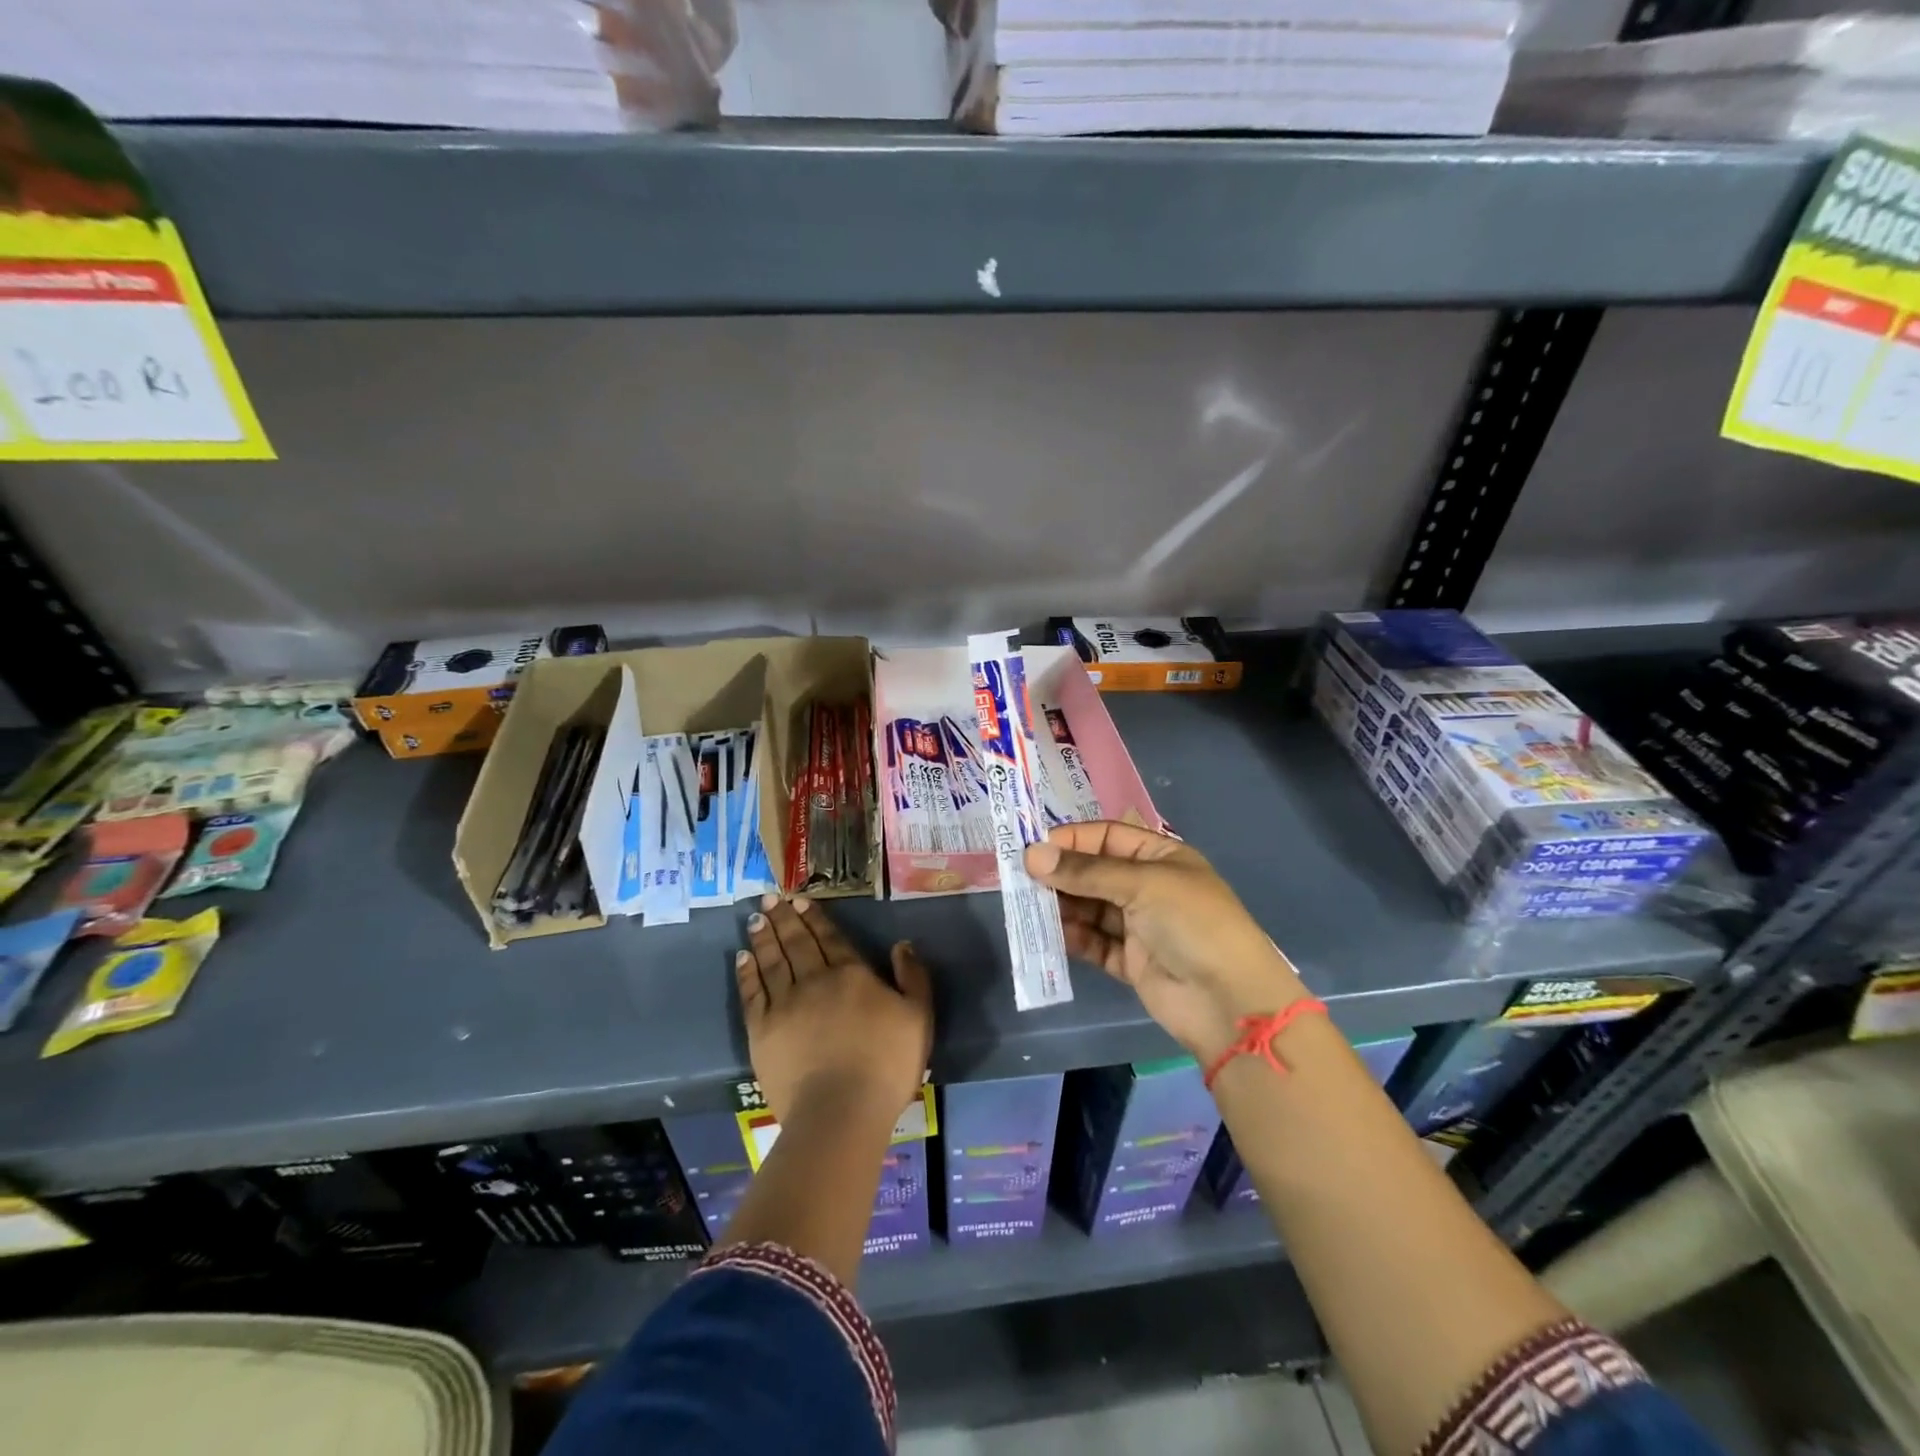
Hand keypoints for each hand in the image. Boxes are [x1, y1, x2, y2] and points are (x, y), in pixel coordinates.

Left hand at [735, 893, 932, 1126]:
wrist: (841, 1111)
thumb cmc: (886, 1065)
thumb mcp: (919, 1017)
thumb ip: (913, 977)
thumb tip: (902, 944)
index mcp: (851, 974)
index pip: (829, 938)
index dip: (815, 917)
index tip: (800, 900)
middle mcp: (814, 980)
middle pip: (797, 943)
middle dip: (785, 918)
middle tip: (771, 897)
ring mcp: (784, 1005)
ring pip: (772, 962)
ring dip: (764, 938)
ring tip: (756, 918)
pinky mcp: (762, 1032)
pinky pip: (752, 994)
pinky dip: (746, 973)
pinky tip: (742, 958)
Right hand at [1024, 822, 1304, 1062]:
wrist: (1229, 1002)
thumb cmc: (1192, 924)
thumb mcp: (1142, 884)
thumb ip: (1086, 872)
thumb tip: (1032, 855)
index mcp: (1161, 858)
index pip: (1108, 837)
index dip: (1072, 840)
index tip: (1034, 848)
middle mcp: (1149, 887)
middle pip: (1095, 873)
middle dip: (1062, 875)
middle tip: (1022, 881)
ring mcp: (1140, 926)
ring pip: (1091, 908)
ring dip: (1063, 907)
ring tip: (1029, 908)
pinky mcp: (1131, 961)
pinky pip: (1095, 943)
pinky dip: (1074, 938)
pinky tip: (1052, 934)